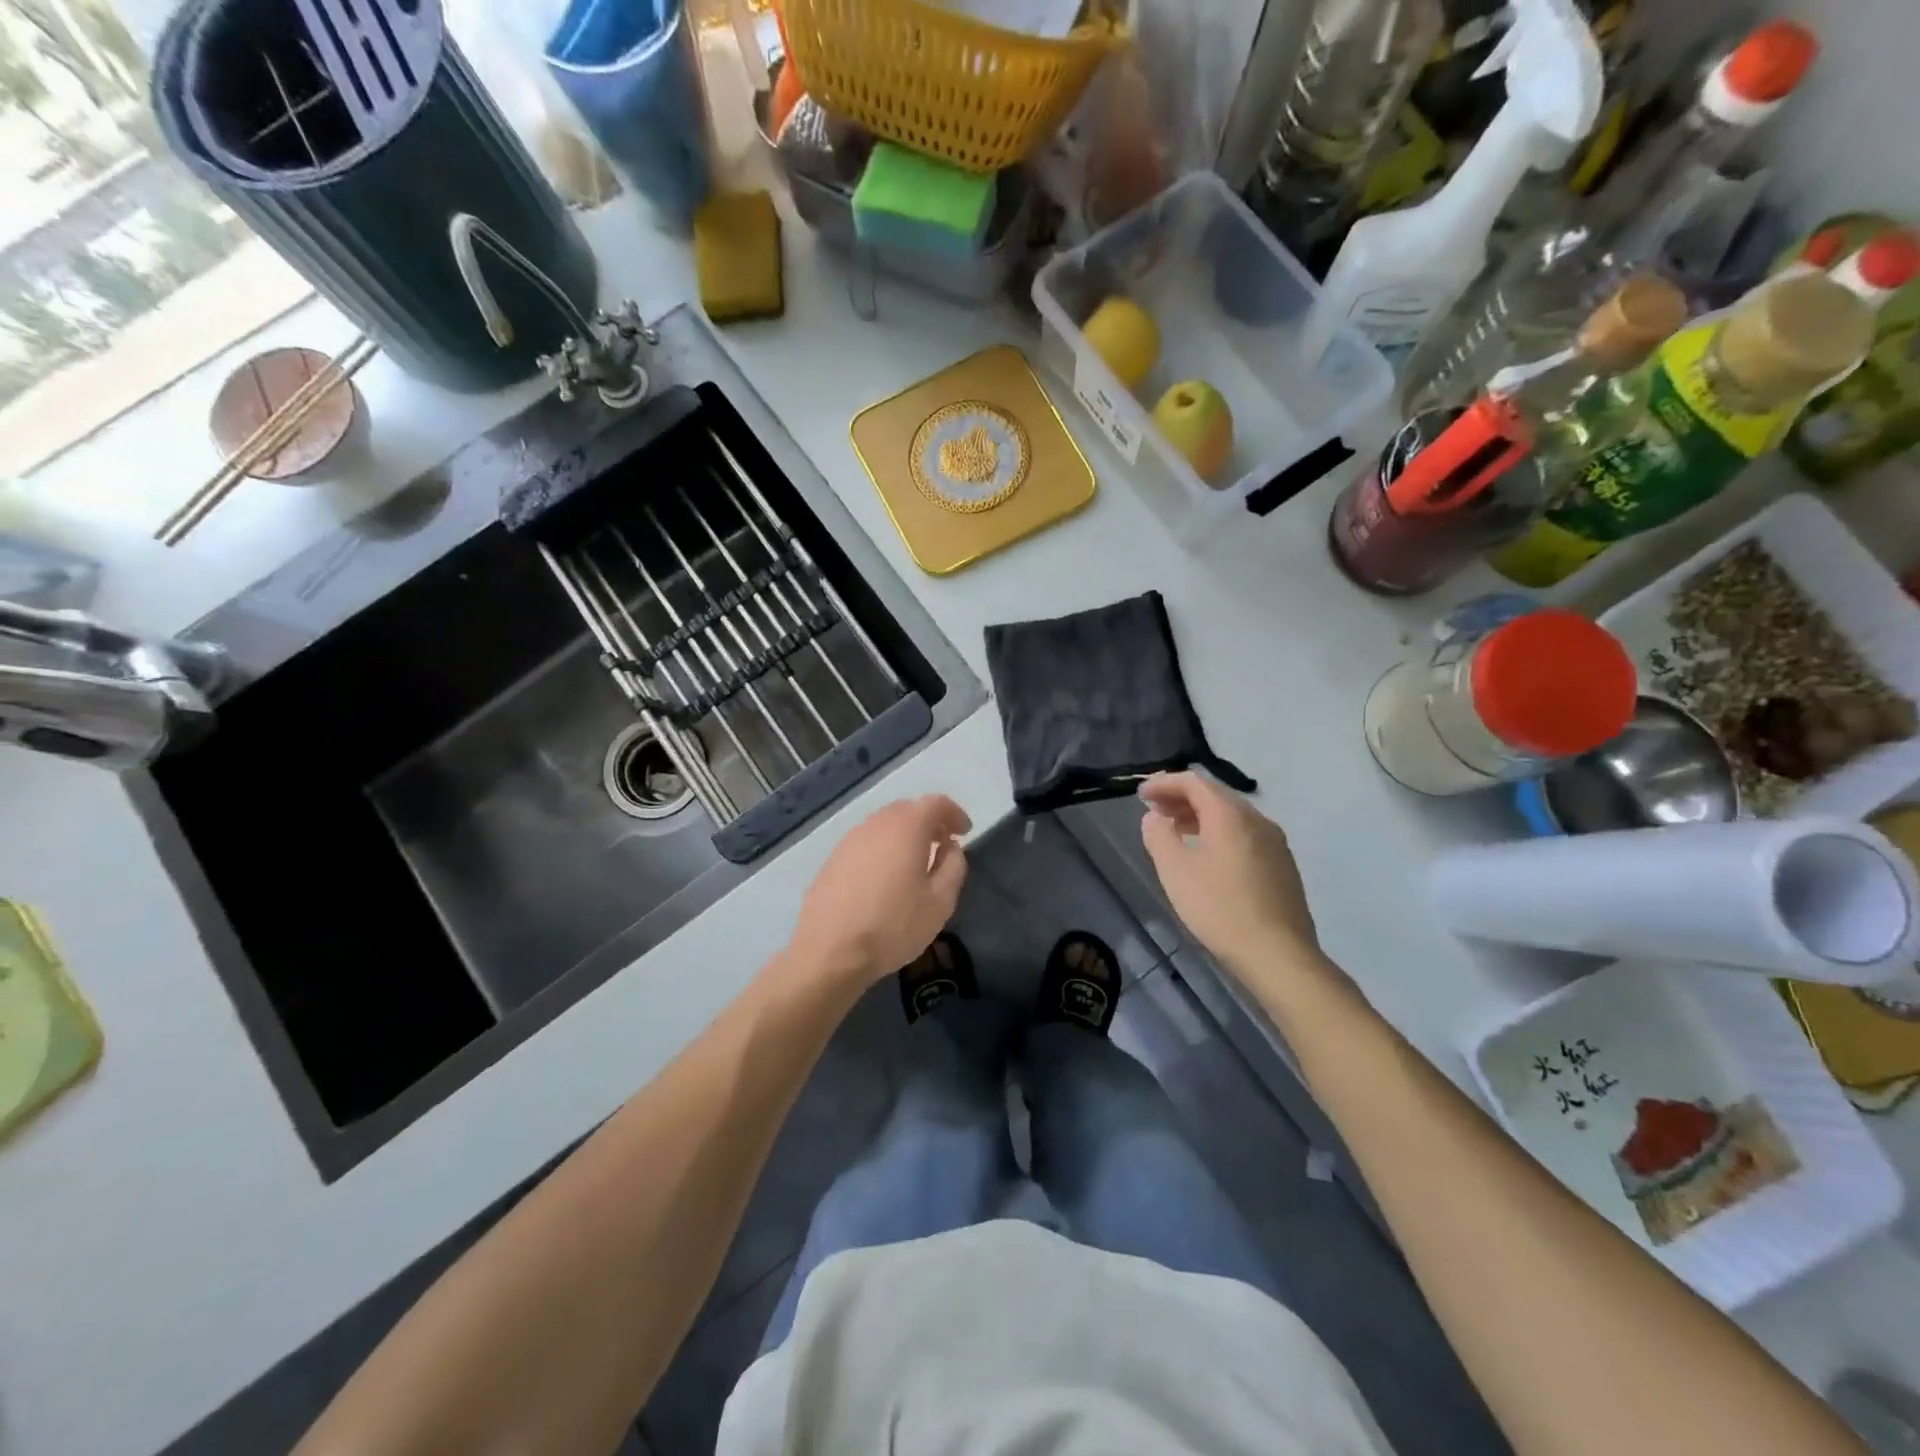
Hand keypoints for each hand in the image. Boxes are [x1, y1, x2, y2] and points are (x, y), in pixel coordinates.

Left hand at [788, 795, 971, 985]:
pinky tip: (886, 876)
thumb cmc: (893, 925)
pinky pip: (867, 842)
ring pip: (885, 824)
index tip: (964, 832)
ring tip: (916, 861)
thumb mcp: (940, 902)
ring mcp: (850, 840)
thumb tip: (950, 847)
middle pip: (908, 809)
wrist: (829, 950)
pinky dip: (883, 848)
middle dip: (929, 821)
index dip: (954, 813)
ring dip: (905, 834)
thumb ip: (953, 867)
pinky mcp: (833, 858)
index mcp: (907, 828)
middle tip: (943, 844)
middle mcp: (877, 824)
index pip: (935, 803)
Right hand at [1139, 771, 1318, 978]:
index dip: (1164, 783)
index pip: (1194, 782)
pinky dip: (1219, 833)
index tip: (1141, 794)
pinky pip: (1245, 835)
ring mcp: (1275, 843)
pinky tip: (1207, 856)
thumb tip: (1154, 817)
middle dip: (1181, 798)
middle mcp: (1257, 820)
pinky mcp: (1282, 866)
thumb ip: (1159, 836)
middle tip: (1154, 810)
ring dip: (1200, 817)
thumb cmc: (1219, 907)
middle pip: (1215, 796)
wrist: (1278, 954)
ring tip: (1176, 831)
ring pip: (1232, 817)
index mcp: (1230, 814)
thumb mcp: (1175, 870)